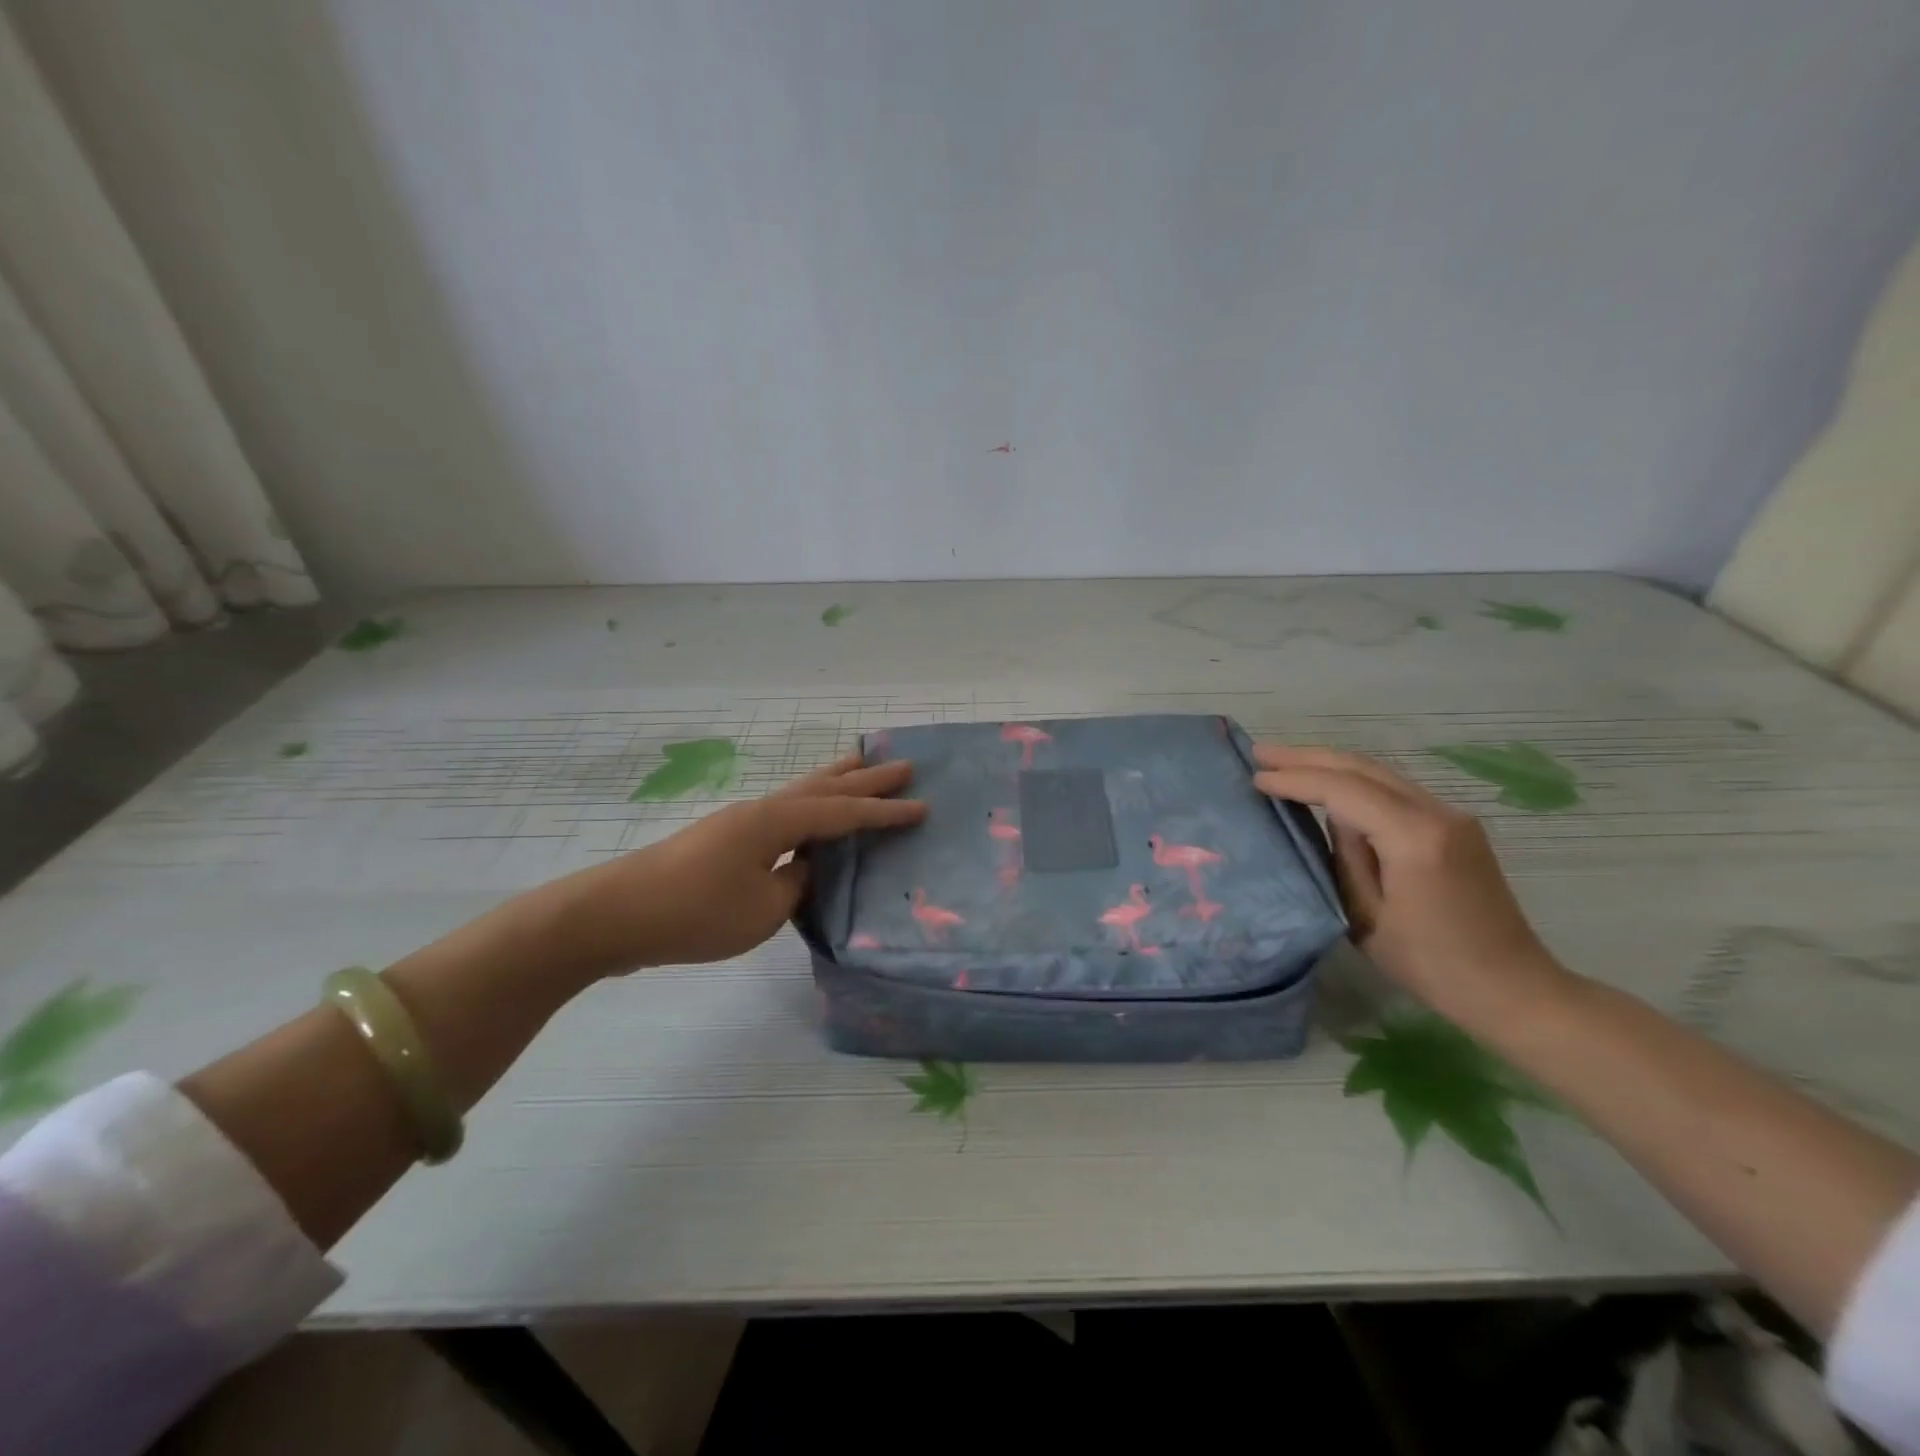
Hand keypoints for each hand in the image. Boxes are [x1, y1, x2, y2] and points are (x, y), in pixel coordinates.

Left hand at [524, 752, 924, 980]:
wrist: (615, 914)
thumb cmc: (695, 912)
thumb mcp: (763, 908)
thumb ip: (797, 883)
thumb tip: (807, 867)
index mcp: (777, 821)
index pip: (844, 814)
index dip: (885, 813)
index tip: (922, 806)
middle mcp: (762, 809)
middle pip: (825, 788)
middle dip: (866, 780)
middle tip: (903, 765)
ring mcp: (740, 821)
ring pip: (801, 791)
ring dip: (835, 780)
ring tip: (861, 763)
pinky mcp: (724, 839)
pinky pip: (783, 811)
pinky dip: (809, 804)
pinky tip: (809, 813)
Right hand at [1251, 744, 1569, 1025]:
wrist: (1511, 987)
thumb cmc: (1429, 964)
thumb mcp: (1366, 917)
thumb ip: (1344, 857)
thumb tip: (1332, 818)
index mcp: (1414, 837)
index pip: (1343, 790)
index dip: (1296, 780)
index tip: (1255, 778)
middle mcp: (1437, 812)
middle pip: (1362, 768)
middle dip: (1308, 757)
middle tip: (1260, 753)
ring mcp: (1451, 815)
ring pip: (1378, 772)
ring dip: (1329, 765)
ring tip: (1283, 763)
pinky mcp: (1454, 825)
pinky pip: (1393, 788)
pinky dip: (1353, 780)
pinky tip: (1327, 785)